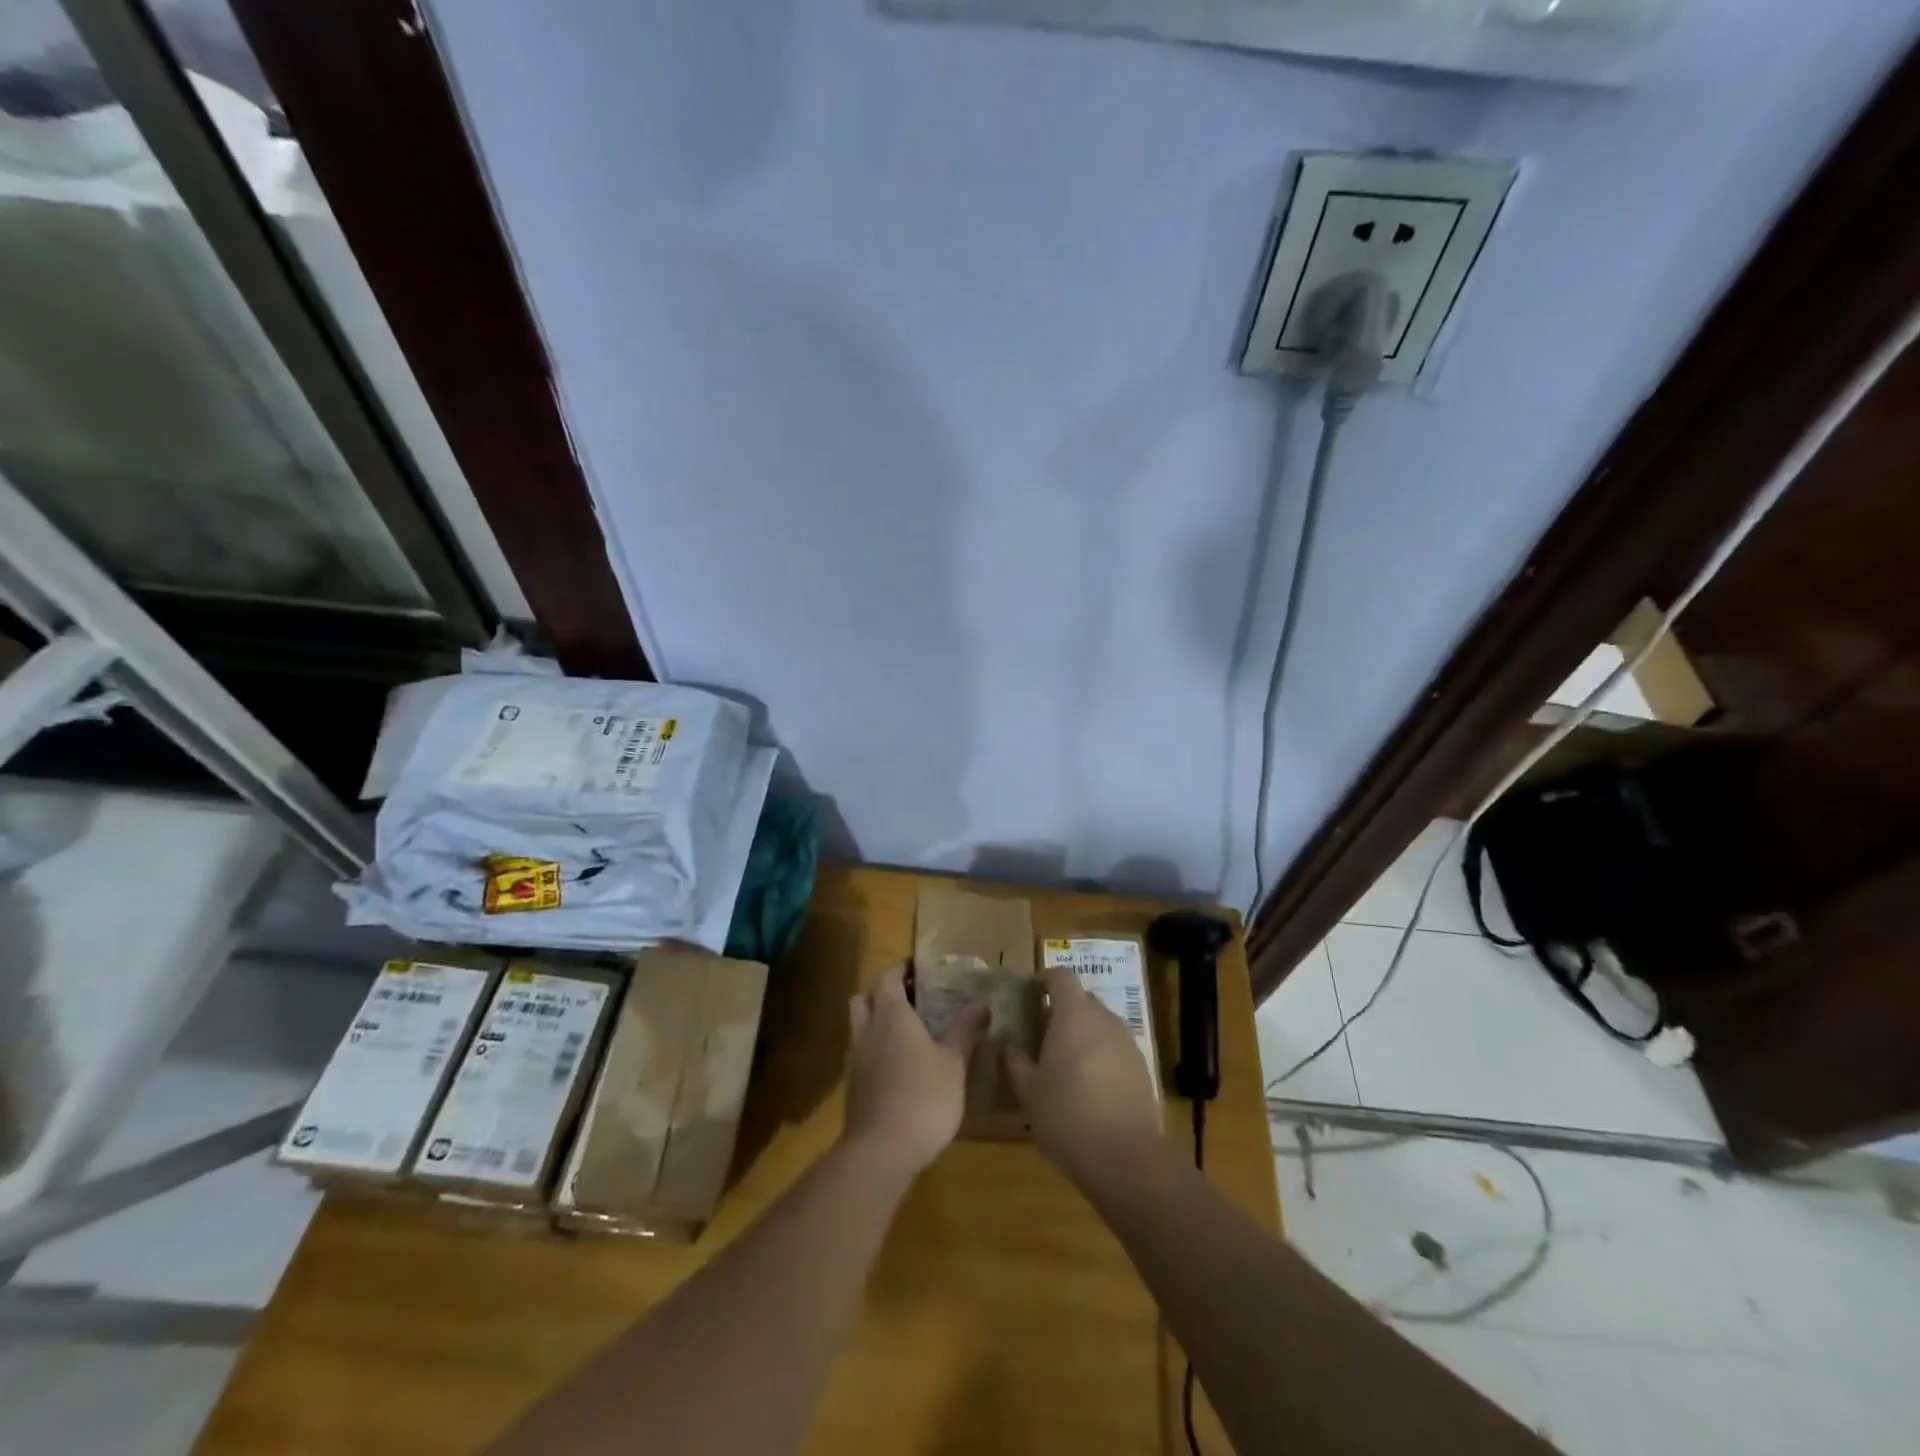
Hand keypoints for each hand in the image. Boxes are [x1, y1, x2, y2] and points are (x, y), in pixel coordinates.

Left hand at [842, 963, 988, 1180]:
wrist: (880, 1153)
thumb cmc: (922, 1097)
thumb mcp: (953, 1063)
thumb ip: (965, 1030)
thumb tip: (982, 1002)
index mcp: (891, 1015)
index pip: (886, 977)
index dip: (900, 968)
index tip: (918, 967)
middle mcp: (867, 1030)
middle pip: (864, 997)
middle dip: (882, 991)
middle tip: (910, 996)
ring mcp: (856, 1060)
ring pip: (859, 1026)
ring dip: (876, 1021)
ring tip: (907, 1031)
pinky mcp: (853, 1087)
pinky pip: (861, 1053)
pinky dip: (875, 1049)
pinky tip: (898, 1066)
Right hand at [1005, 967, 1162, 1189]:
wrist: (1126, 1158)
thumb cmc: (1067, 1115)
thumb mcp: (1028, 1091)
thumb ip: (1015, 1062)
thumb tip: (1009, 1046)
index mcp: (1074, 1015)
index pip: (1061, 976)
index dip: (1043, 980)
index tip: (1028, 994)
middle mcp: (1104, 1019)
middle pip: (1081, 999)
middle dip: (1061, 1009)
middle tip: (1040, 1033)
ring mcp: (1127, 1043)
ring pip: (1100, 1025)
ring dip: (1081, 1033)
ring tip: (1062, 1062)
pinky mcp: (1142, 1068)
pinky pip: (1114, 1048)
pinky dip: (1099, 1055)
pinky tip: (1088, 1086)